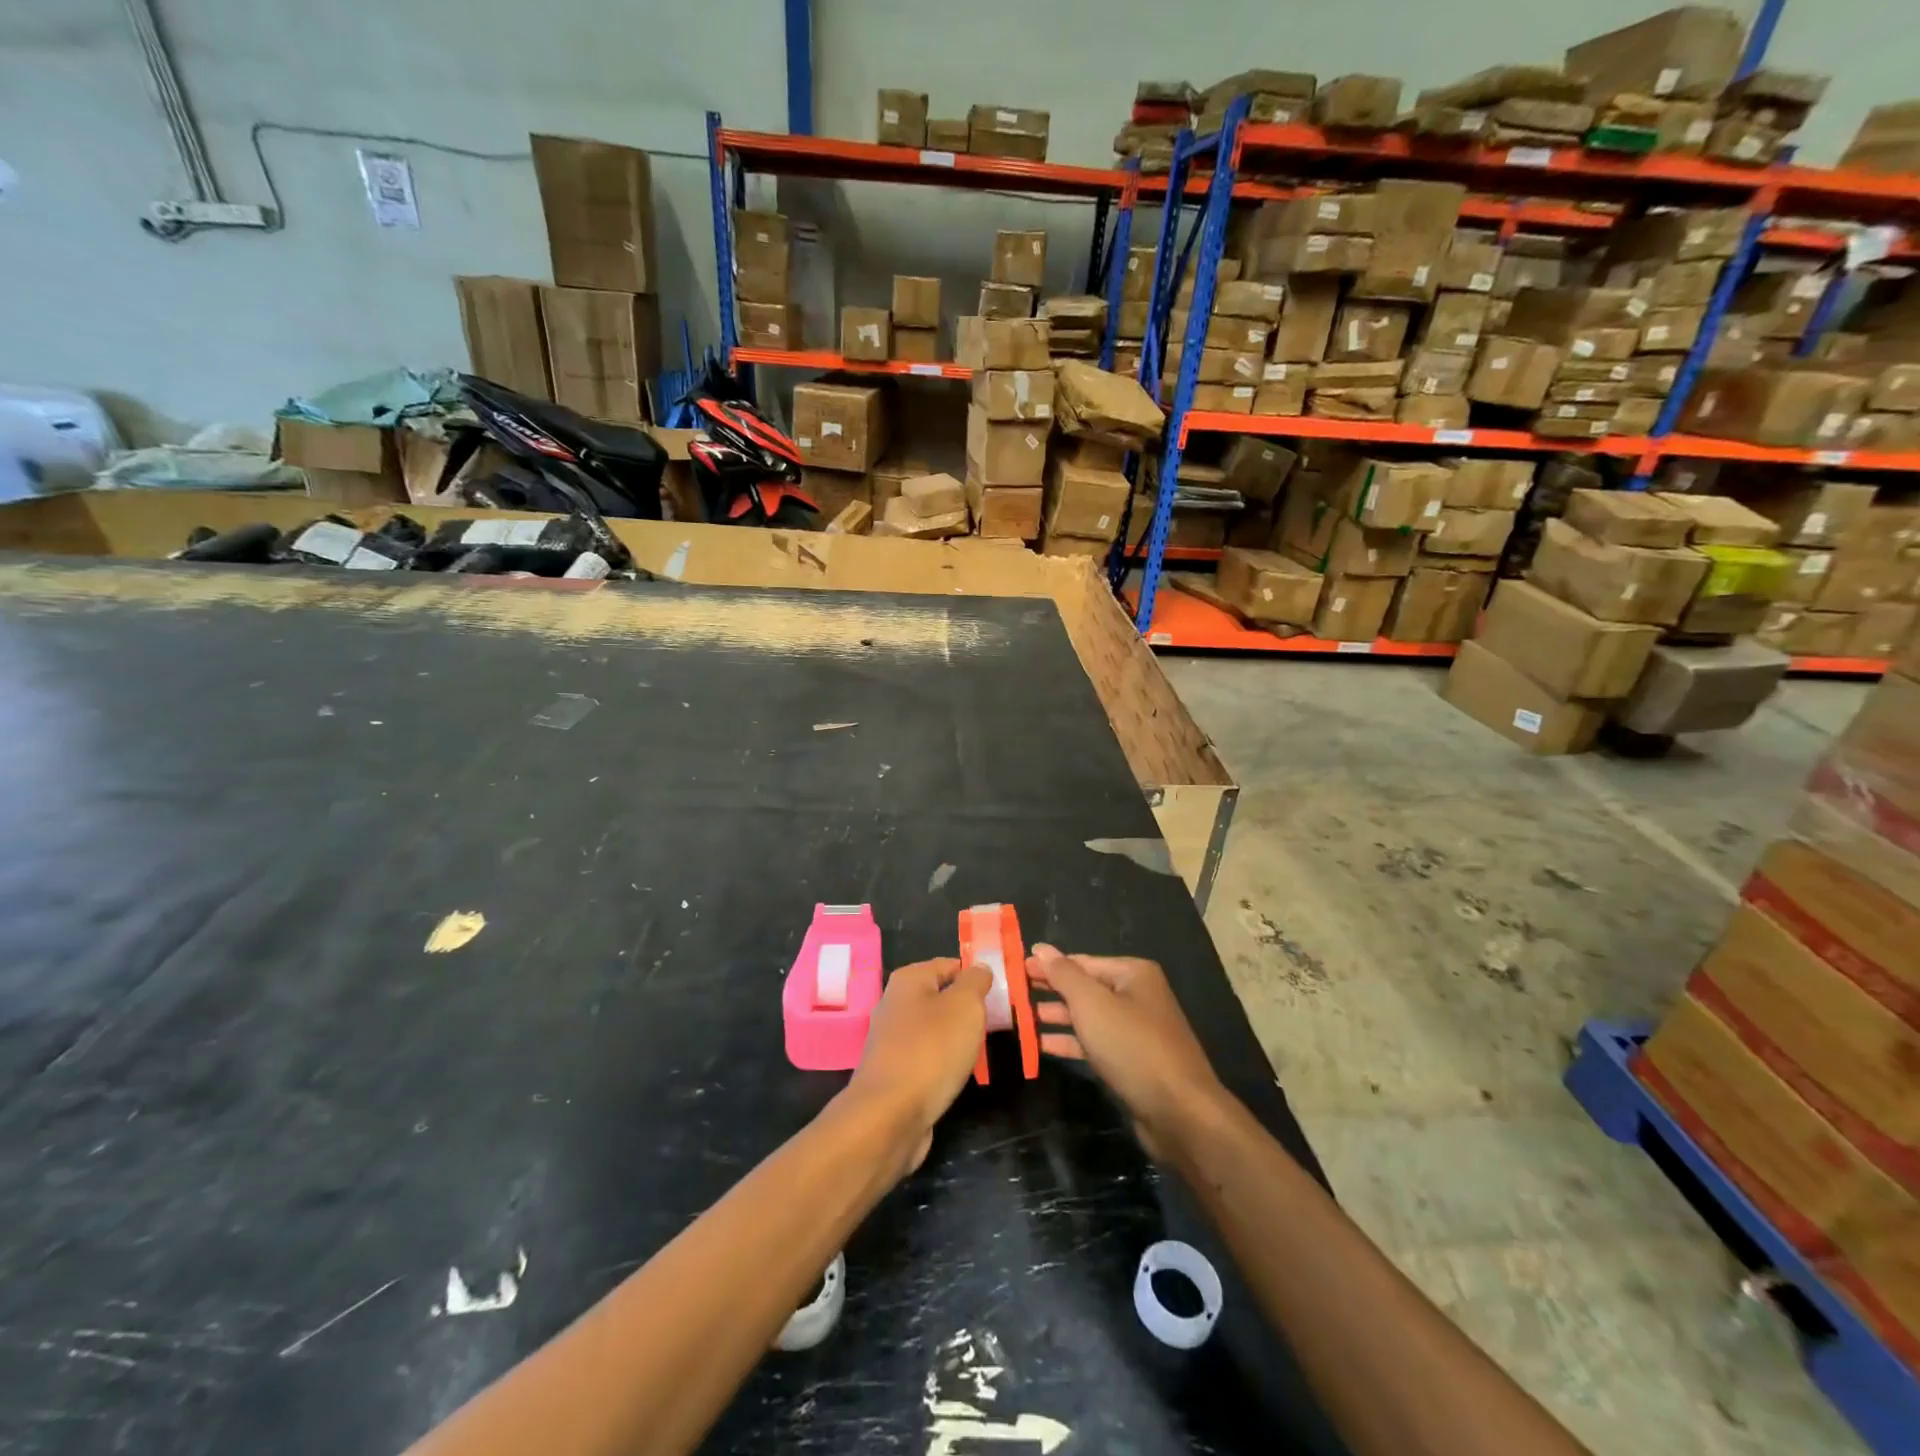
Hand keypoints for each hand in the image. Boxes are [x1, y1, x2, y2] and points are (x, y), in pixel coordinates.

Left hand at [844, 958, 991, 1174]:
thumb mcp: (965, 1006)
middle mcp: (895, 1003)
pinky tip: (958, 1073)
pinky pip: (927, 1055)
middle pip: (941, 996)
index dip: (976, 975)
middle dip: (968, 1009)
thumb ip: (976, 981)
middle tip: (996, 1023)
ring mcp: (891, 1039)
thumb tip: (979, 968)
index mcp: (909, 979)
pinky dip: (944, 1061)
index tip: (1002, 993)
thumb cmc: (932, 1050)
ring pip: (935, 1028)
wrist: (890, 1115)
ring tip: (981, 1049)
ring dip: (957, 1037)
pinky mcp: (893, 1070)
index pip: (950, 964)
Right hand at [1026, 945, 1227, 1158]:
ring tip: (1022, 1018)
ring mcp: (1136, 1030)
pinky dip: (1070, 1041)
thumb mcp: (1092, 1004)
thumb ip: (1064, 975)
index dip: (1048, 965)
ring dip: (1056, 1017)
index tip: (1016, 969)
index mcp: (1133, 974)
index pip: (1082, 962)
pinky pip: (1095, 1043)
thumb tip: (1040, 948)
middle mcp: (1137, 996)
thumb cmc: (1132, 1046)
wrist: (1179, 1112)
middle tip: (1014, 993)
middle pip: (1085, 988)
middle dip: (1051, 990)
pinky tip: (1042, 1045)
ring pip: (1088, 1017)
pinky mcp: (1131, 1061)